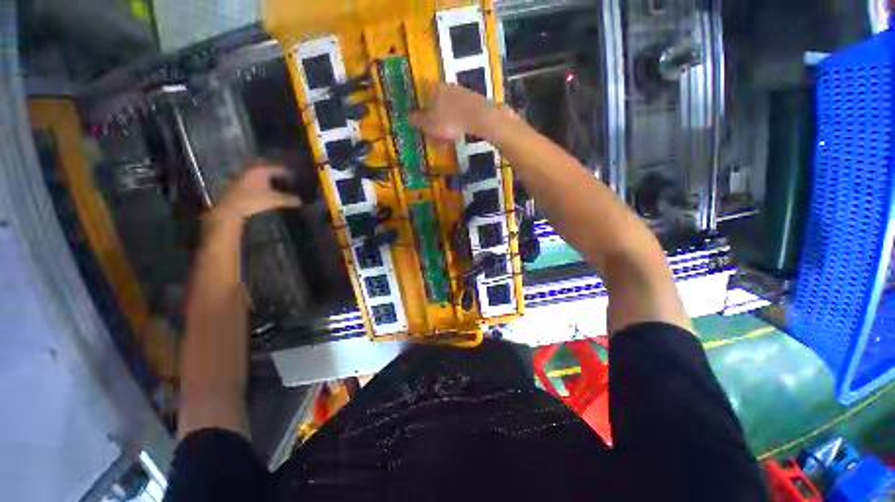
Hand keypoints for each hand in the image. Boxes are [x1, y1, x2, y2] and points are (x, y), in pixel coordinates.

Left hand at [207, 164, 301, 225]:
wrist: (229, 209)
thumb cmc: (253, 201)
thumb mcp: (274, 200)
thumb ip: (289, 199)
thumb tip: (301, 200)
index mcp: (261, 169)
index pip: (279, 167)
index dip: (290, 172)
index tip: (299, 176)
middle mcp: (252, 168)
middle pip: (268, 166)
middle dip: (278, 170)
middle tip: (288, 175)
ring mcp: (244, 174)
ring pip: (260, 171)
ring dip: (269, 175)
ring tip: (279, 181)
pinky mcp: (239, 182)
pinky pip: (254, 177)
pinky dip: (262, 179)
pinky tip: (267, 186)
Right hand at [408, 82, 492, 140]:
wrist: (480, 117)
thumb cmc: (450, 120)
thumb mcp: (429, 124)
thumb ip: (417, 120)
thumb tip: (407, 116)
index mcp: (433, 87)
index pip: (419, 91)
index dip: (415, 103)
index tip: (414, 116)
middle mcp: (446, 86)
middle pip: (434, 99)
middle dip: (430, 113)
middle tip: (429, 129)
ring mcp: (461, 92)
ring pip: (447, 106)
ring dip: (443, 119)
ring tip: (443, 135)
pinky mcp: (472, 101)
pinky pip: (458, 112)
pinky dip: (455, 121)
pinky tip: (456, 132)